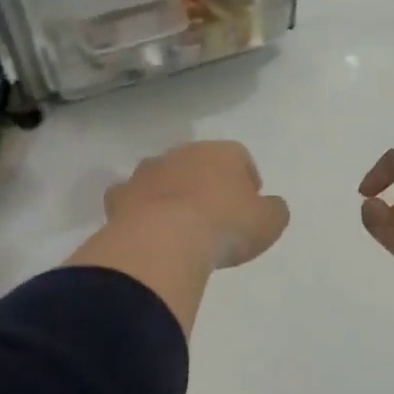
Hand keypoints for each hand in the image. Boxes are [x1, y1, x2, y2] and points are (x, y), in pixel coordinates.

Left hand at [104, 140, 289, 269]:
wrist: (164, 241)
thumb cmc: (225, 226)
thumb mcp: (269, 222)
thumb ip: (273, 210)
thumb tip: (269, 206)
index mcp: (222, 152)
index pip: (240, 158)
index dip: (246, 181)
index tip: (248, 207)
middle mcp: (182, 154)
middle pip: (198, 164)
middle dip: (206, 184)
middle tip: (214, 216)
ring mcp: (147, 172)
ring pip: (163, 177)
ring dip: (171, 194)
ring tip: (178, 226)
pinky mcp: (120, 196)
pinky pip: (131, 199)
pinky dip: (138, 210)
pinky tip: (146, 231)